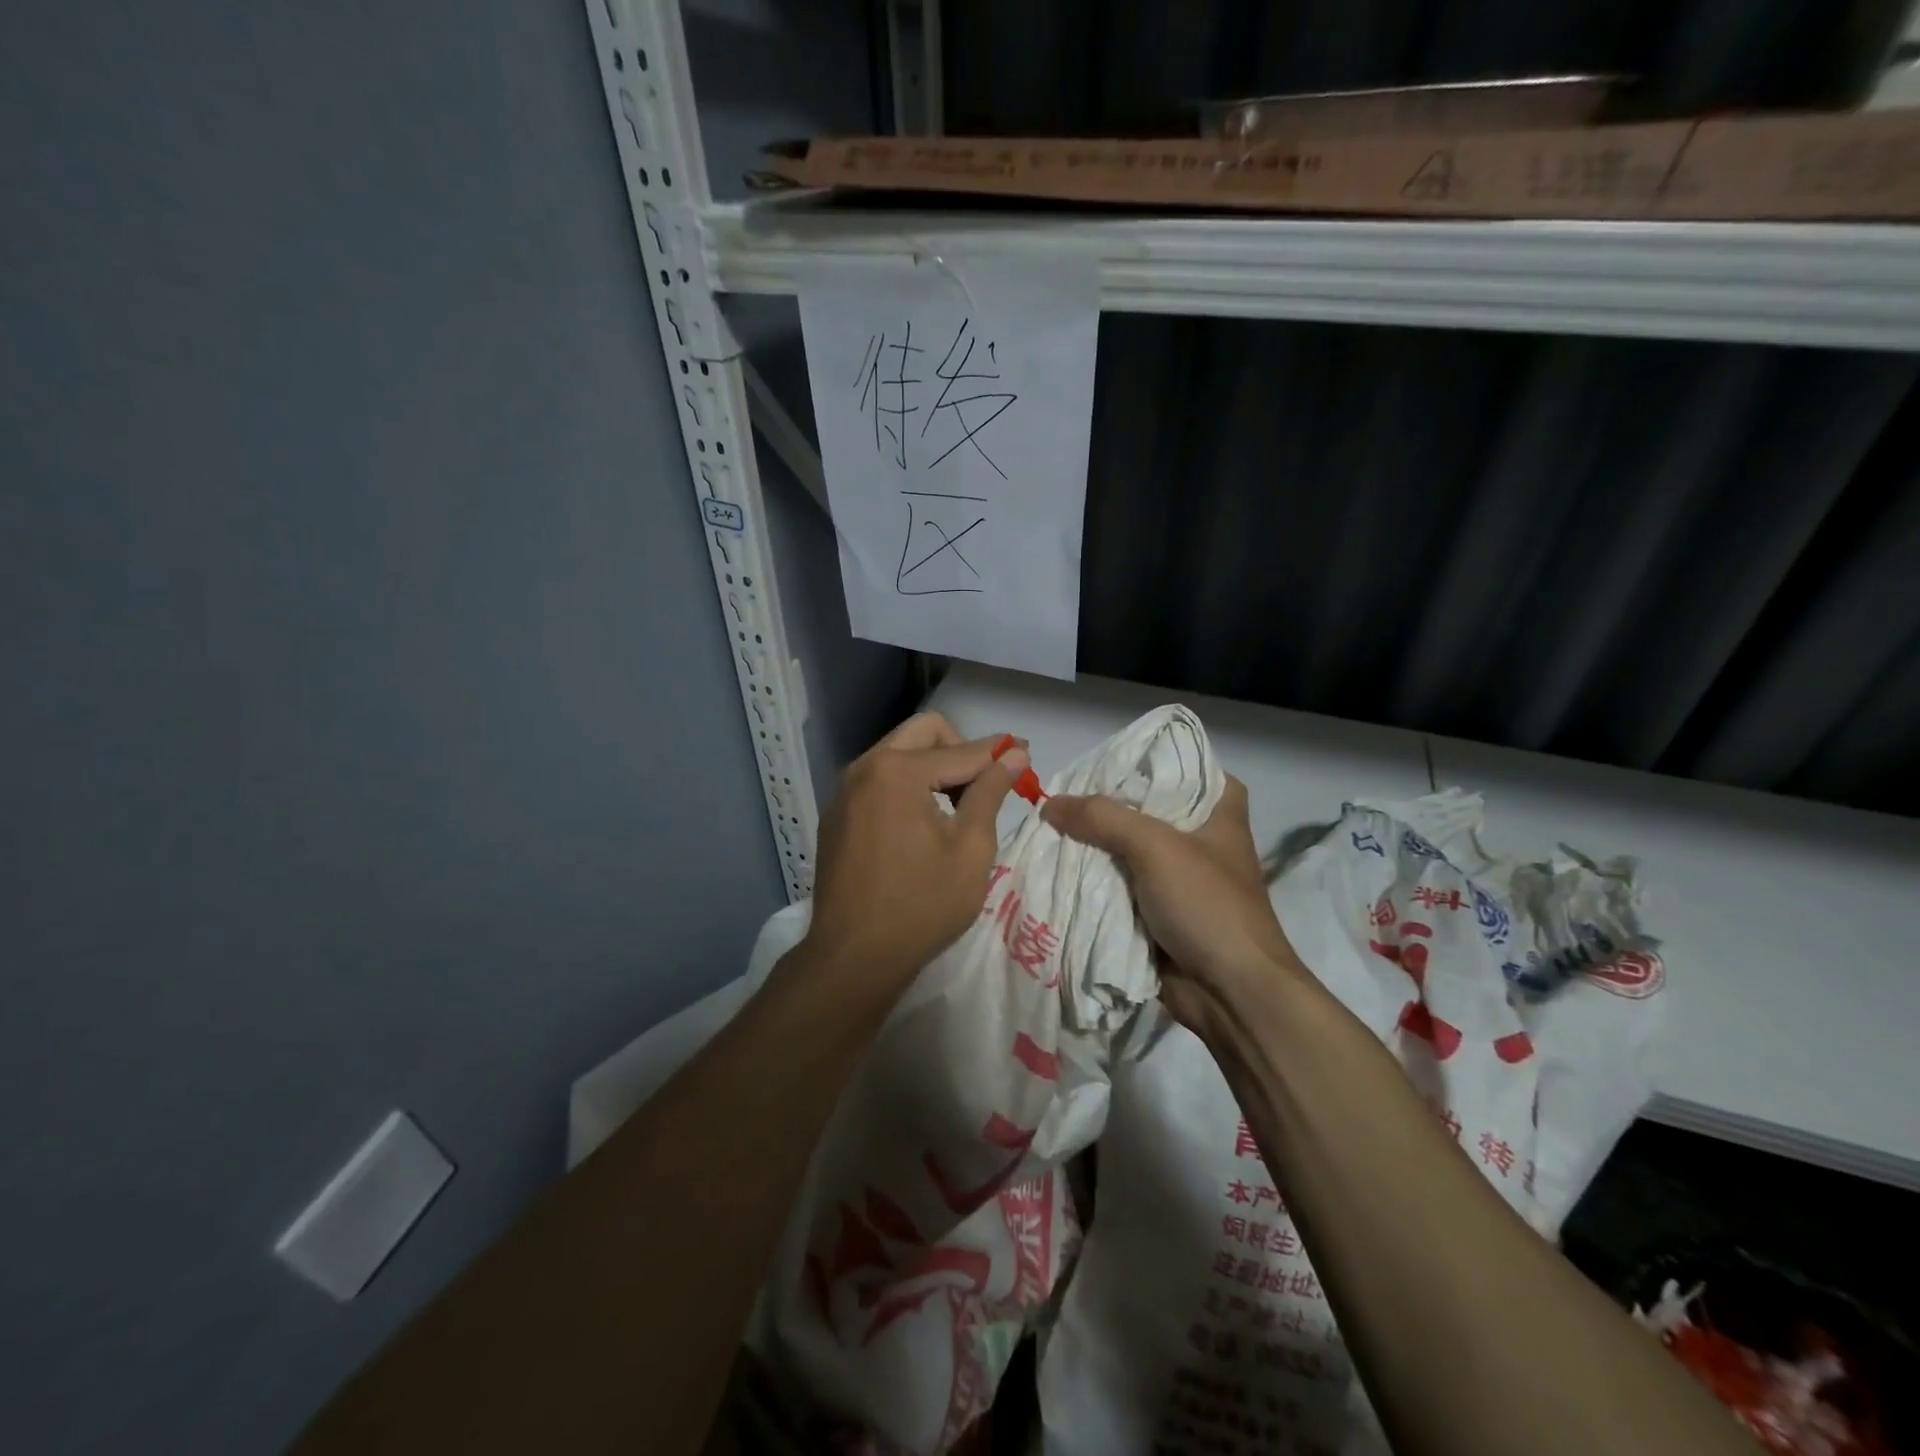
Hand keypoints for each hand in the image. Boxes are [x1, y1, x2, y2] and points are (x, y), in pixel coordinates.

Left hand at [803, 712, 1027, 986]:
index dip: (999, 753)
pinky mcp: (836, 813)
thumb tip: (1014, 754)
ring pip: (898, 753)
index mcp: (897, 771)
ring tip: (956, 808)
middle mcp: (865, 767)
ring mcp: (844, 790)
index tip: (1026, 755)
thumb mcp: (970, 848)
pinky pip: (878, 779)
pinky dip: (906, 785)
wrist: (853, 957)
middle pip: (923, 733)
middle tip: (982, 785)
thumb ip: (990, 792)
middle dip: (959, 749)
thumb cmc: (922, 905)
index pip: (961, 750)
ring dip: (932, 766)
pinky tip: (920, 824)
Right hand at [1041, 776, 1304, 1030]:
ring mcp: (1178, 879)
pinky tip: (1058, 867)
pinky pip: (1120, 886)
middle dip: (1106, 805)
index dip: (1151, 759)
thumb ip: (1102, 818)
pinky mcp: (1160, 912)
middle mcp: (1200, 839)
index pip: (1188, 766)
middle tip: (1061, 793)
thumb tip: (1049, 803)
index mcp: (1219, 813)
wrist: (1231, 993)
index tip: (1109, 758)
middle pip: (1146, 809)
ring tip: (1049, 827)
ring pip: (1128, 850)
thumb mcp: (1155, 846)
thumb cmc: (1207, 905)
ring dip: (1094, 846)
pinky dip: (1095, 881)